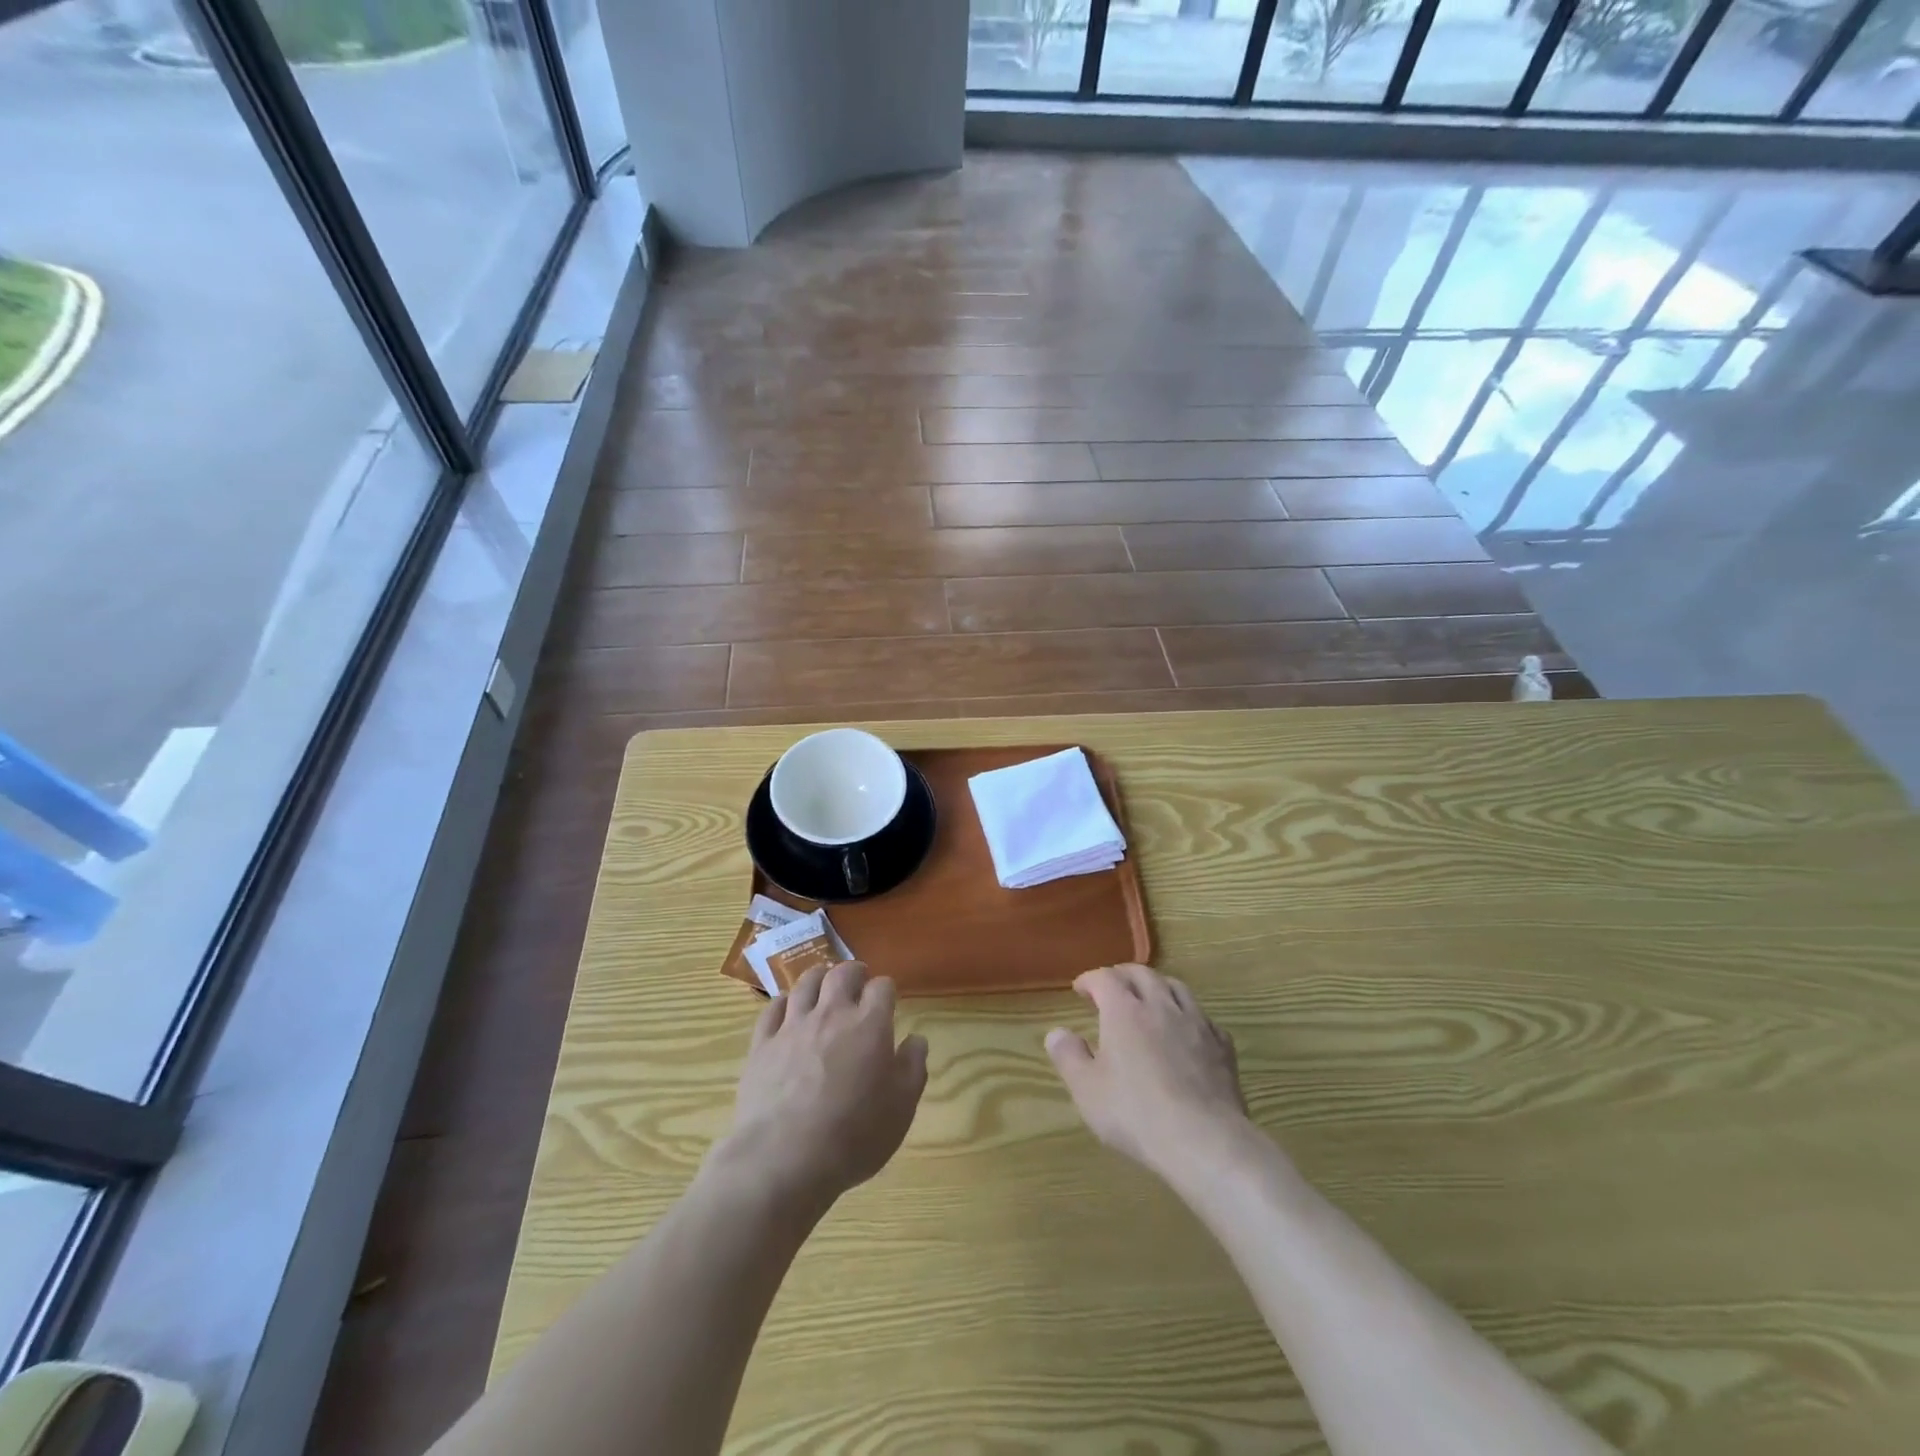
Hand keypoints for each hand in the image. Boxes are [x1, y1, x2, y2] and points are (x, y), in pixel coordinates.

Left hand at [722, 961, 927, 1214]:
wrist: (785, 1158)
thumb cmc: (853, 1135)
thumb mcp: (901, 1108)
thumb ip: (912, 1067)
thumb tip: (916, 1039)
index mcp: (869, 1025)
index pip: (882, 987)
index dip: (887, 989)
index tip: (888, 1000)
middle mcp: (831, 1014)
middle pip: (842, 974)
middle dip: (854, 972)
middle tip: (858, 980)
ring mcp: (793, 1026)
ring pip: (805, 983)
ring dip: (818, 977)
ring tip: (823, 983)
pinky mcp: (762, 1044)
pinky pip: (772, 1008)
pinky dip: (784, 1002)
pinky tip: (787, 1007)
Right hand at [1045, 964, 1251, 1182]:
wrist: (1204, 1140)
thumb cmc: (1136, 1113)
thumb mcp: (1087, 1090)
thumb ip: (1068, 1056)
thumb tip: (1056, 1032)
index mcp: (1124, 1011)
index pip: (1105, 978)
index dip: (1090, 979)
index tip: (1080, 989)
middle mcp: (1160, 1006)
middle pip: (1142, 974)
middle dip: (1123, 975)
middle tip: (1112, 987)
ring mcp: (1196, 1023)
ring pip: (1176, 987)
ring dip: (1157, 986)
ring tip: (1149, 999)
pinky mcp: (1221, 1046)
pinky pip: (1202, 1017)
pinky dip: (1187, 1015)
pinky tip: (1185, 1031)